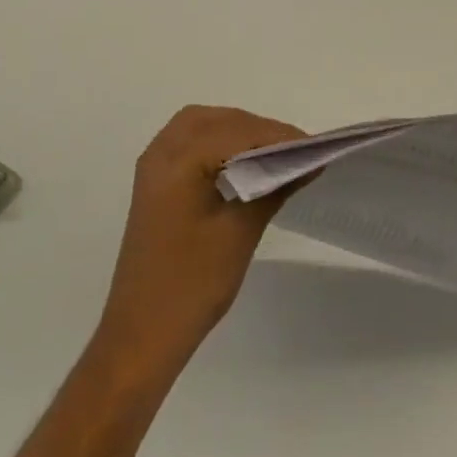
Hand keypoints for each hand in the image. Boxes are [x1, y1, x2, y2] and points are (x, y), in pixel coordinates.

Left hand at [96, 105, 303, 376]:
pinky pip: (189, 143)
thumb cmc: (192, 284)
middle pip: (218, 120)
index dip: (278, 135)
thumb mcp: (241, 231)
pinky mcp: (155, 185)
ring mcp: (154, 168)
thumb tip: (310, 161)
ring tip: (271, 154)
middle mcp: (161, 153)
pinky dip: (218, 143)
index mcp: (179, 161)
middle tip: (293, 150)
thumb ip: (274, 186)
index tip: (314, 146)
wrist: (142, 336)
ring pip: (201, 125)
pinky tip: (241, 164)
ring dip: (237, 131)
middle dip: (257, 129)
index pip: (238, 131)